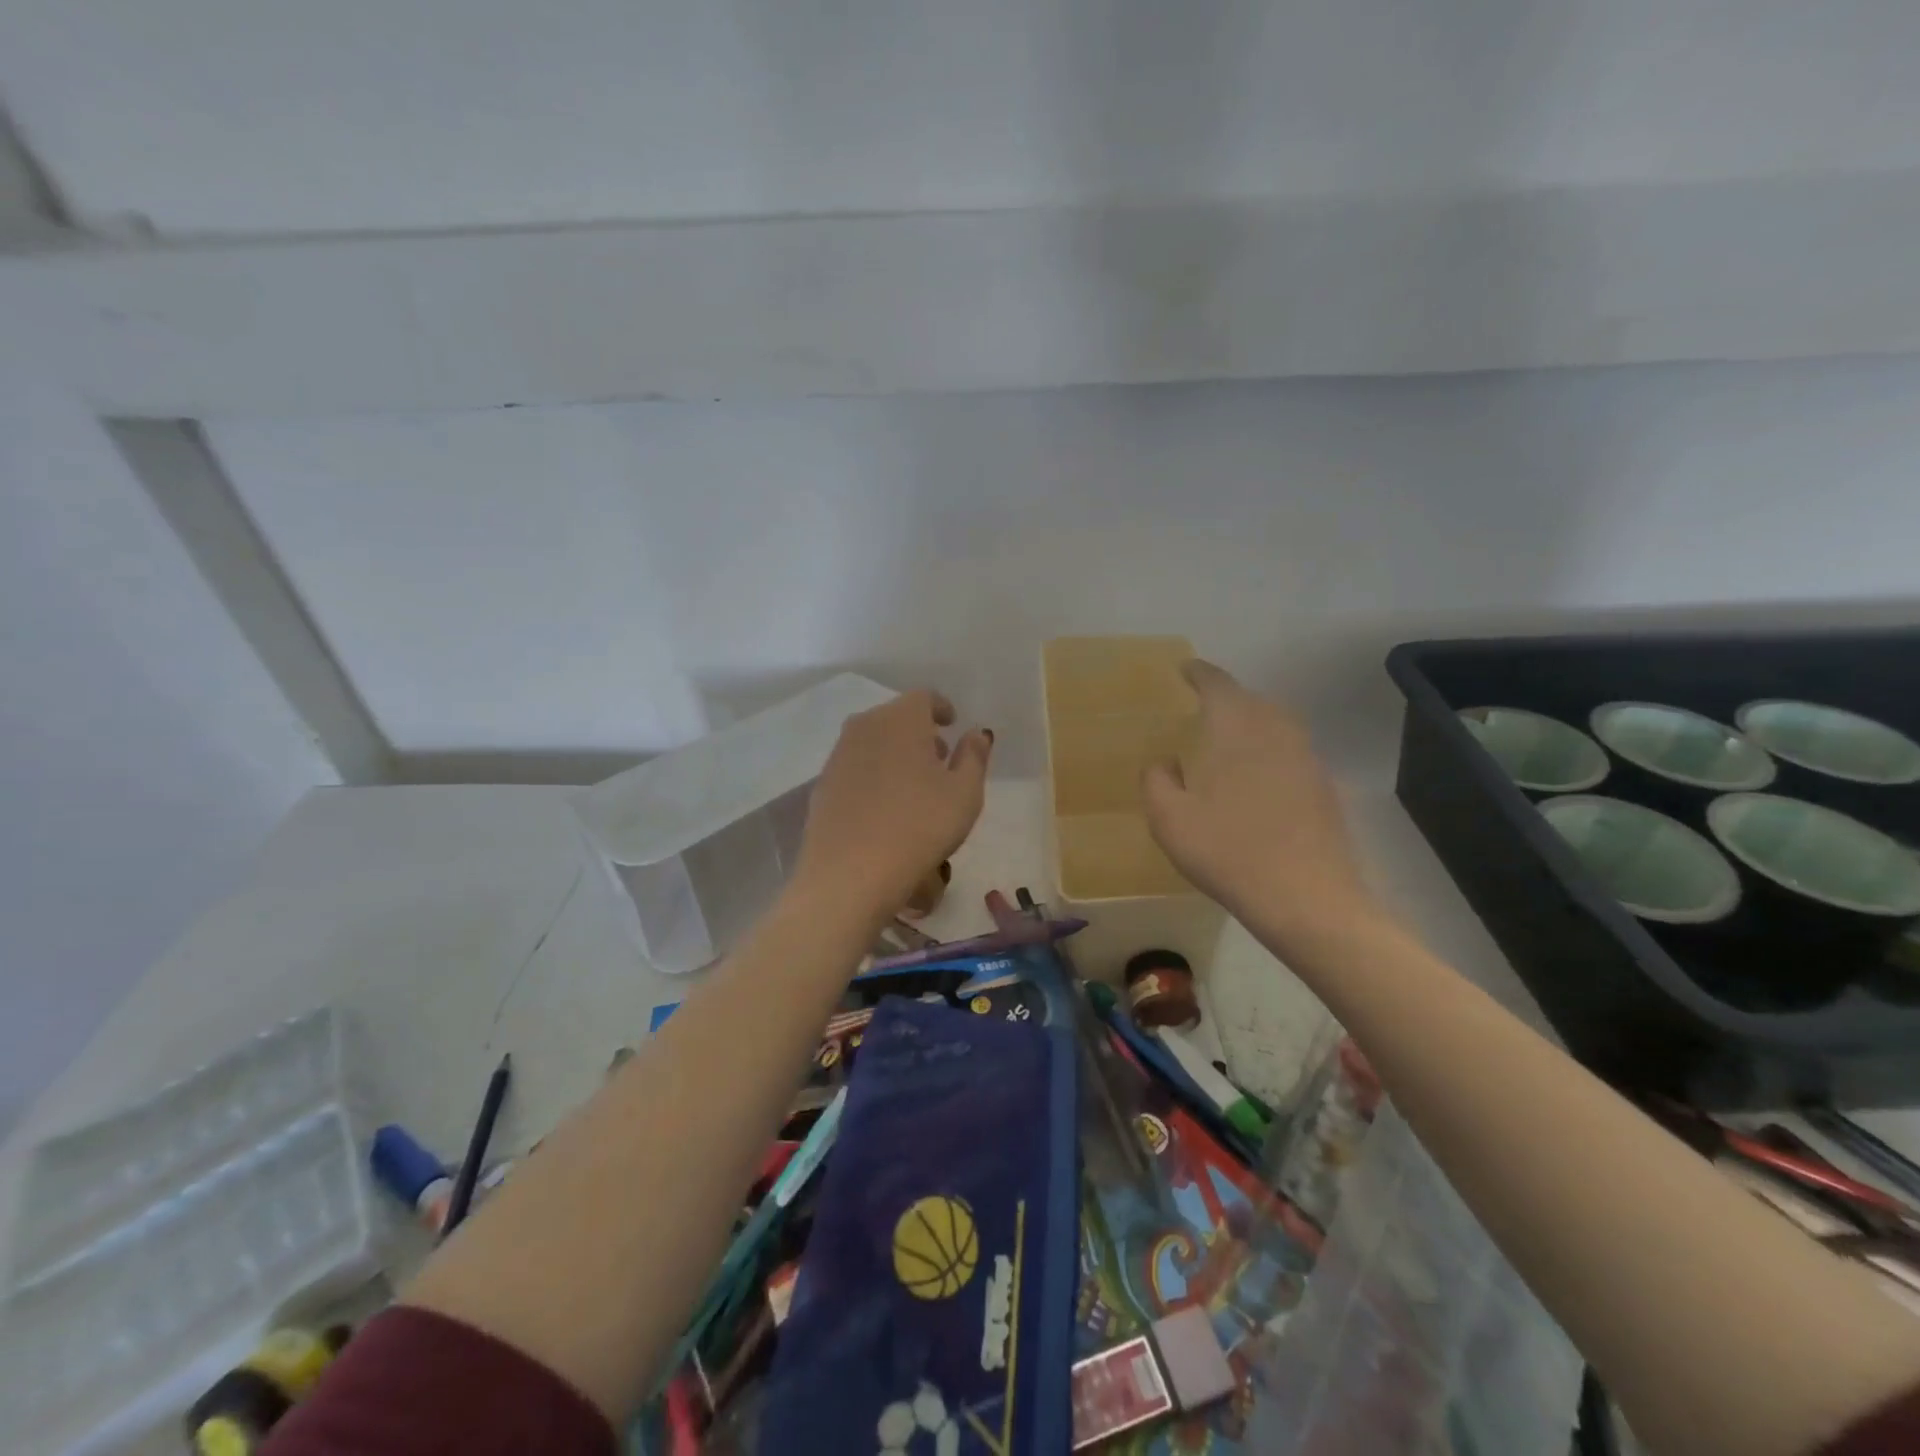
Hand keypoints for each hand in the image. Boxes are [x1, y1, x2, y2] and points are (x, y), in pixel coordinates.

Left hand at [794, 689, 991, 920]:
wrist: (850, 873)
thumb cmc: (920, 826)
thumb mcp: (964, 793)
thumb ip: (973, 756)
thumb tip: (976, 732)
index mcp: (901, 718)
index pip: (924, 697)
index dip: (941, 708)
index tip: (952, 724)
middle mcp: (865, 726)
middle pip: (896, 718)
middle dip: (919, 733)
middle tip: (939, 759)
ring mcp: (838, 755)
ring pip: (873, 742)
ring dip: (894, 753)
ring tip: (913, 786)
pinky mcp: (822, 785)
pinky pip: (855, 768)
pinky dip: (873, 775)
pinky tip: (884, 807)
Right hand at [1142, 661, 1374, 939]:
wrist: (1307, 899)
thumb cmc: (1227, 851)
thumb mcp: (1168, 819)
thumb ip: (1157, 781)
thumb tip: (1165, 763)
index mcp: (1235, 728)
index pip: (1217, 683)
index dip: (1199, 673)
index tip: (1185, 671)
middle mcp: (1276, 731)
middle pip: (1251, 700)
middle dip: (1227, 699)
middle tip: (1201, 711)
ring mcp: (1307, 759)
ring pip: (1276, 725)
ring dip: (1252, 725)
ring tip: (1229, 744)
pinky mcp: (1324, 788)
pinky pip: (1291, 754)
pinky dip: (1270, 755)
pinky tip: (1257, 783)